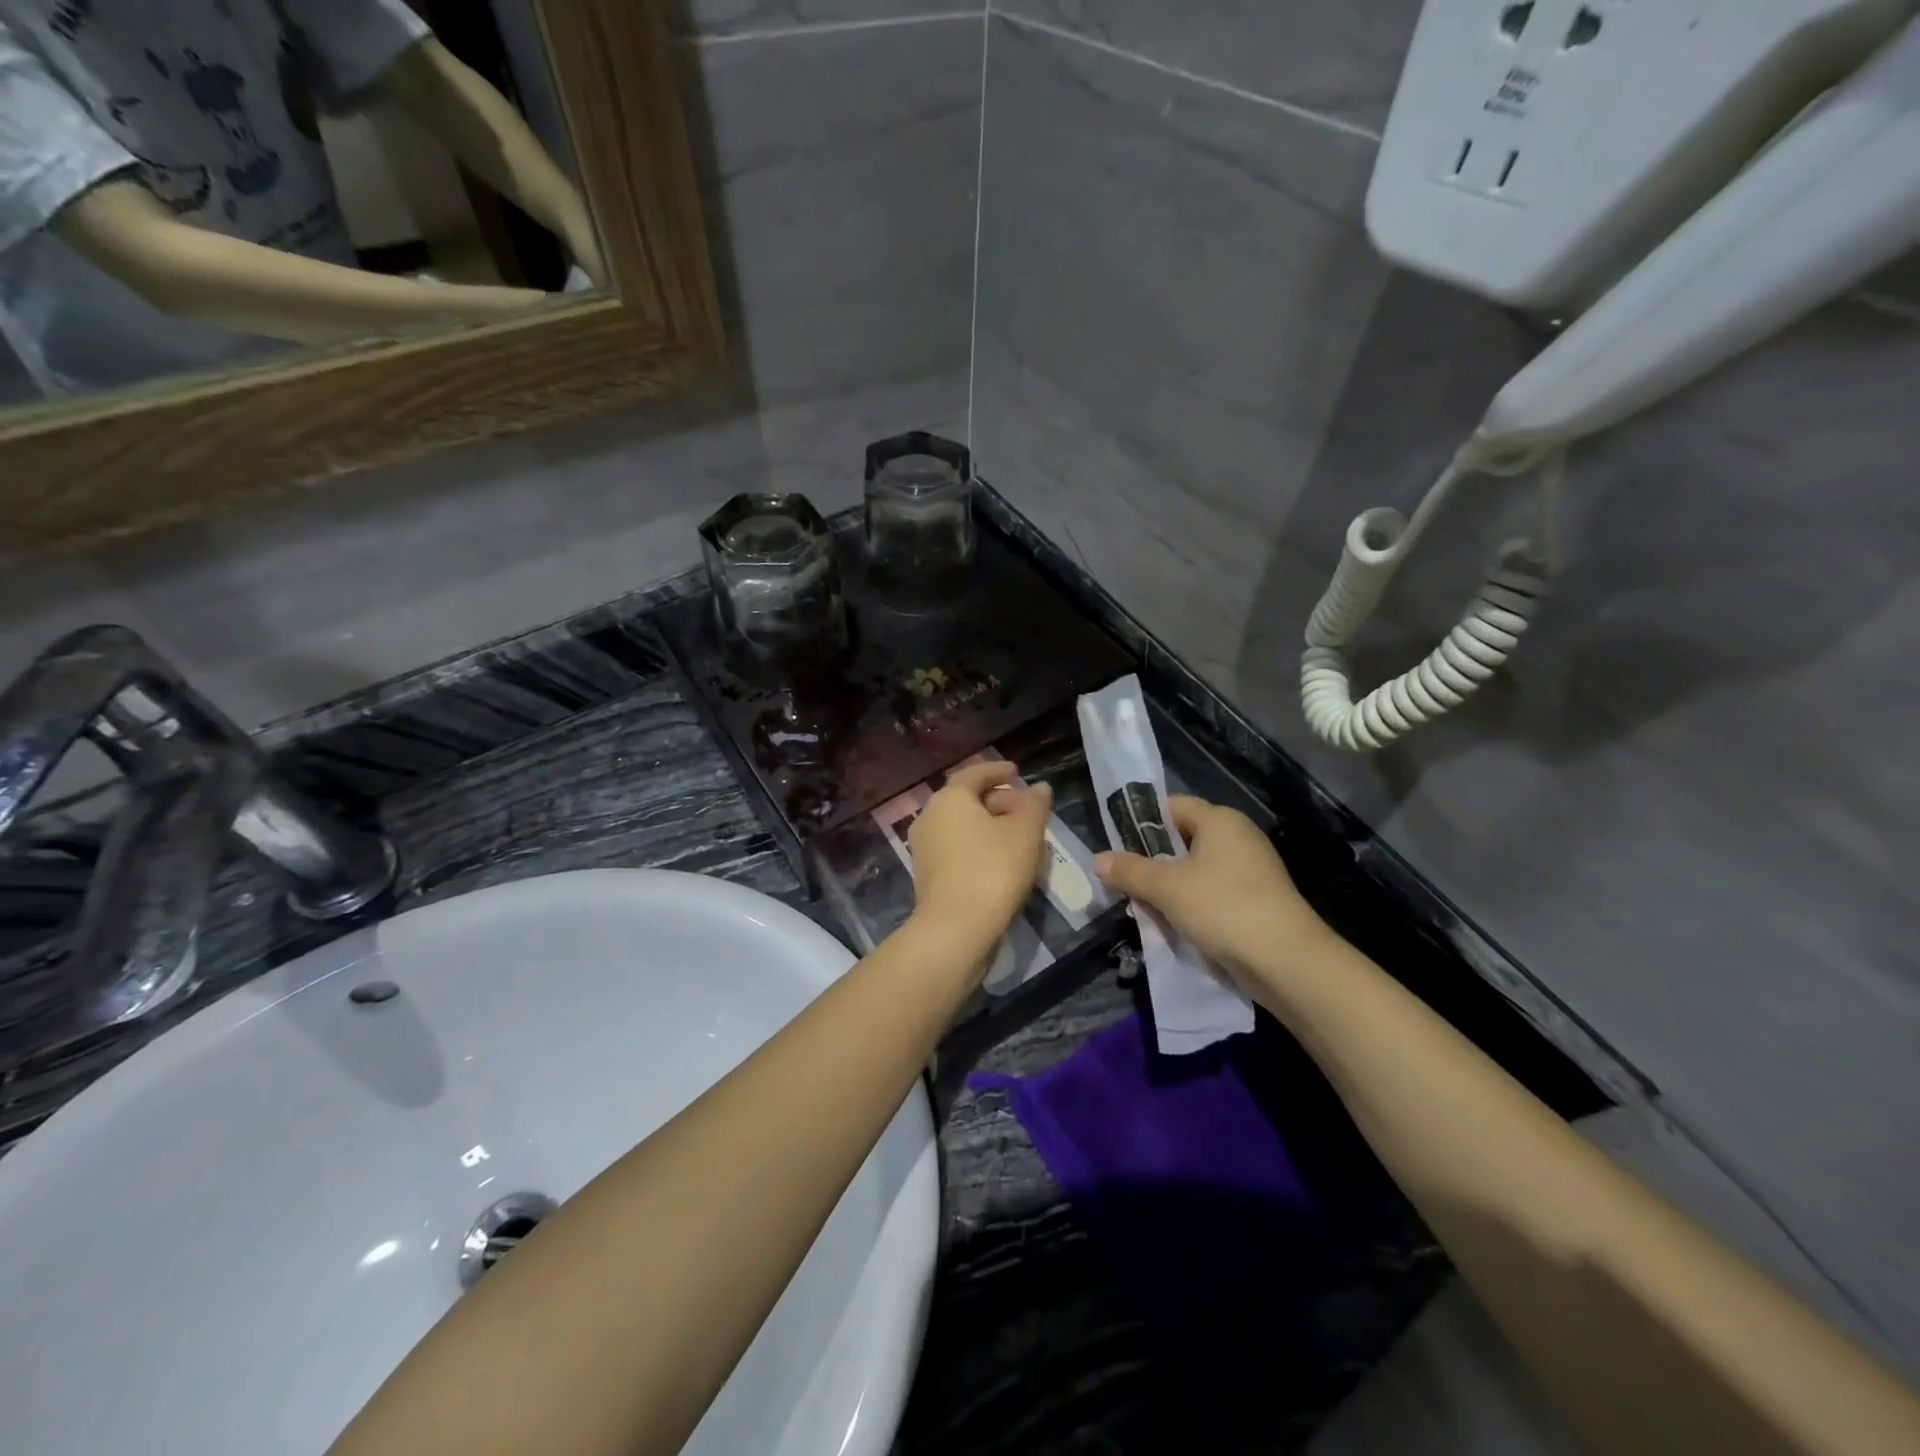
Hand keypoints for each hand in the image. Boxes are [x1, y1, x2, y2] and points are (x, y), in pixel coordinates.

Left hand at [908, 762, 1052, 963]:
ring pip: (961, 825)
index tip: (1018, 772)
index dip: (998, 771)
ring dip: (989, 824)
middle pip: (966, 799)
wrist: (956, 929)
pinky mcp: (928, 874)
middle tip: (1026, 808)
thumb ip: (1034, 804)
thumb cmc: (993, 869)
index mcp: (949, 799)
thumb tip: (1039, 788)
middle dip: (998, 799)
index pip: (974, 773)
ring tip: (1019, 835)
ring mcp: (924, 848)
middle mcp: (929, 817)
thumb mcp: (1025, 832)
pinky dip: (978, 844)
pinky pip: (956, 847)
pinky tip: (1001, 859)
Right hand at [1094, 796, 1334, 1000]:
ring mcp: (1251, 869)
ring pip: (1196, 868)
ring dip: (1170, 886)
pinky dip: (1191, 903)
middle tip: (1124, 880)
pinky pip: (1213, 891)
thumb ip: (1130, 871)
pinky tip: (1174, 923)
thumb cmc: (1223, 908)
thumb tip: (1097, 859)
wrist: (1287, 962)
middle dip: (1151, 859)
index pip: (1171, 806)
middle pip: (1182, 838)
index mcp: (1220, 820)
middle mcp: (1238, 836)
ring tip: (1143, 906)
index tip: (1116, 844)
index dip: (1141, 821)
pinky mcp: (1257, 899)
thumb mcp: (1167, 888)